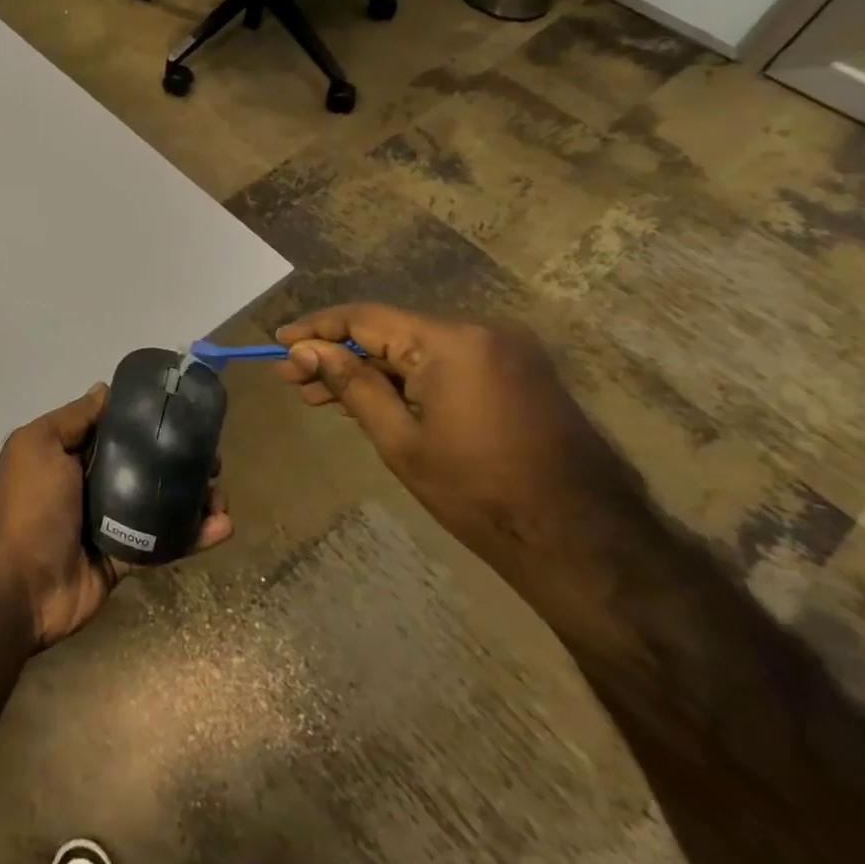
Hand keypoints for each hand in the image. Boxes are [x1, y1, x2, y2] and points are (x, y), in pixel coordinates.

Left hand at [0, 384, 231, 648]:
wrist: (18, 585)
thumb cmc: (28, 504)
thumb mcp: (39, 445)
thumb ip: (73, 419)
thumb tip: (104, 389)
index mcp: (70, 455)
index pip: (116, 430)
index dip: (147, 421)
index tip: (184, 413)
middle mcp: (92, 484)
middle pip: (144, 465)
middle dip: (179, 459)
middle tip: (211, 458)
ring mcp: (111, 523)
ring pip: (161, 503)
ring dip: (194, 497)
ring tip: (221, 493)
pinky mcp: (127, 558)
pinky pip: (165, 543)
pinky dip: (195, 535)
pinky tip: (223, 526)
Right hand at [274, 304, 640, 578]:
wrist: (586, 545)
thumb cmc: (480, 495)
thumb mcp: (401, 441)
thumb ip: (351, 385)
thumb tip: (305, 350)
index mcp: (452, 342)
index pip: (365, 319)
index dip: (316, 329)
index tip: (278, 342)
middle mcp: (480, 333)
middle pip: (389, 333)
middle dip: (337, 355)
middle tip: (292, 380)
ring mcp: (504, 353)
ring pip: (414, 351)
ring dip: (368, 371)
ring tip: (318, 396)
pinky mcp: (517, 375)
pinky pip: (444, 365)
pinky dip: (404, 381)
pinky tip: (369, 400)